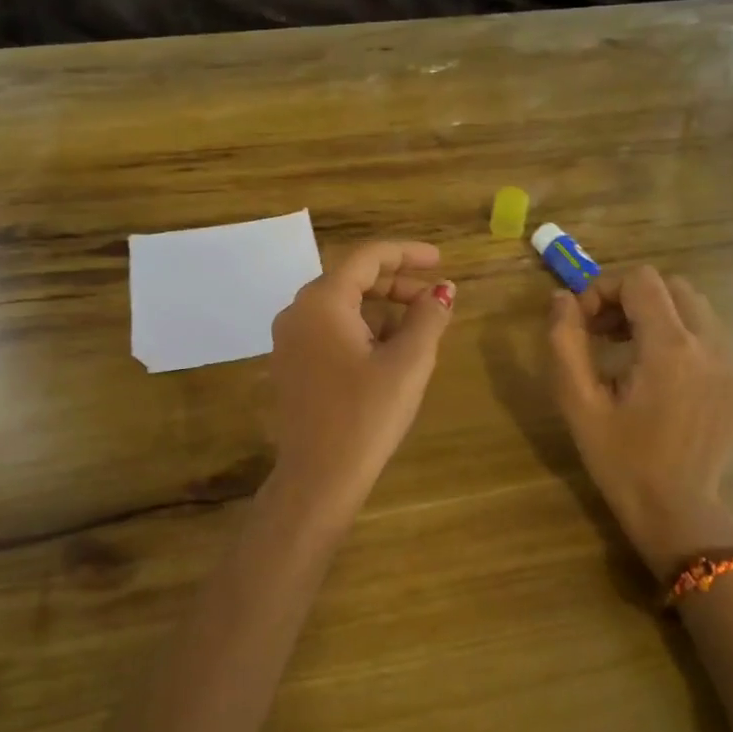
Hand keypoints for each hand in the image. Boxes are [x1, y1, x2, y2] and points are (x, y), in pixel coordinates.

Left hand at [266, 240, 456, 524]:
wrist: (318, 477)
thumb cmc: (366, 415)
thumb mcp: (407, 362)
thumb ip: (428, 317)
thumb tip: (443, 291)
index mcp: (321, 302)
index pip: (367, 258)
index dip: (407, 253)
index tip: (441, 260)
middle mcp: (297, 312)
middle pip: (352, 280)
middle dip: (397, 284)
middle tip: (435, 298)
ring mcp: (289, 340)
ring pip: (341, 307)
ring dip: (382, 310)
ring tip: (420, 329)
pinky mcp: (291, 365)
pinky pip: (330, 331)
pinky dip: (362, 330)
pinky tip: (389, 353)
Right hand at [548, 267, 732, 579]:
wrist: (675, 511)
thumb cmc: (619, 459)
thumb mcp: (578, 402)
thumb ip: (565, 342)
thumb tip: (562, 299)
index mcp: (669, 349)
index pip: (641, 281)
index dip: (605, 289)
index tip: (584, 323)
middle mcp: (710, 348)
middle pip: (673, 287)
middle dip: (633, 299)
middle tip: (604, 334)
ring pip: (697, 310)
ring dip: (659, 317)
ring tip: (630, 354)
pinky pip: (712, 341)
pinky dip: (682, 342)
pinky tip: (660, 381)